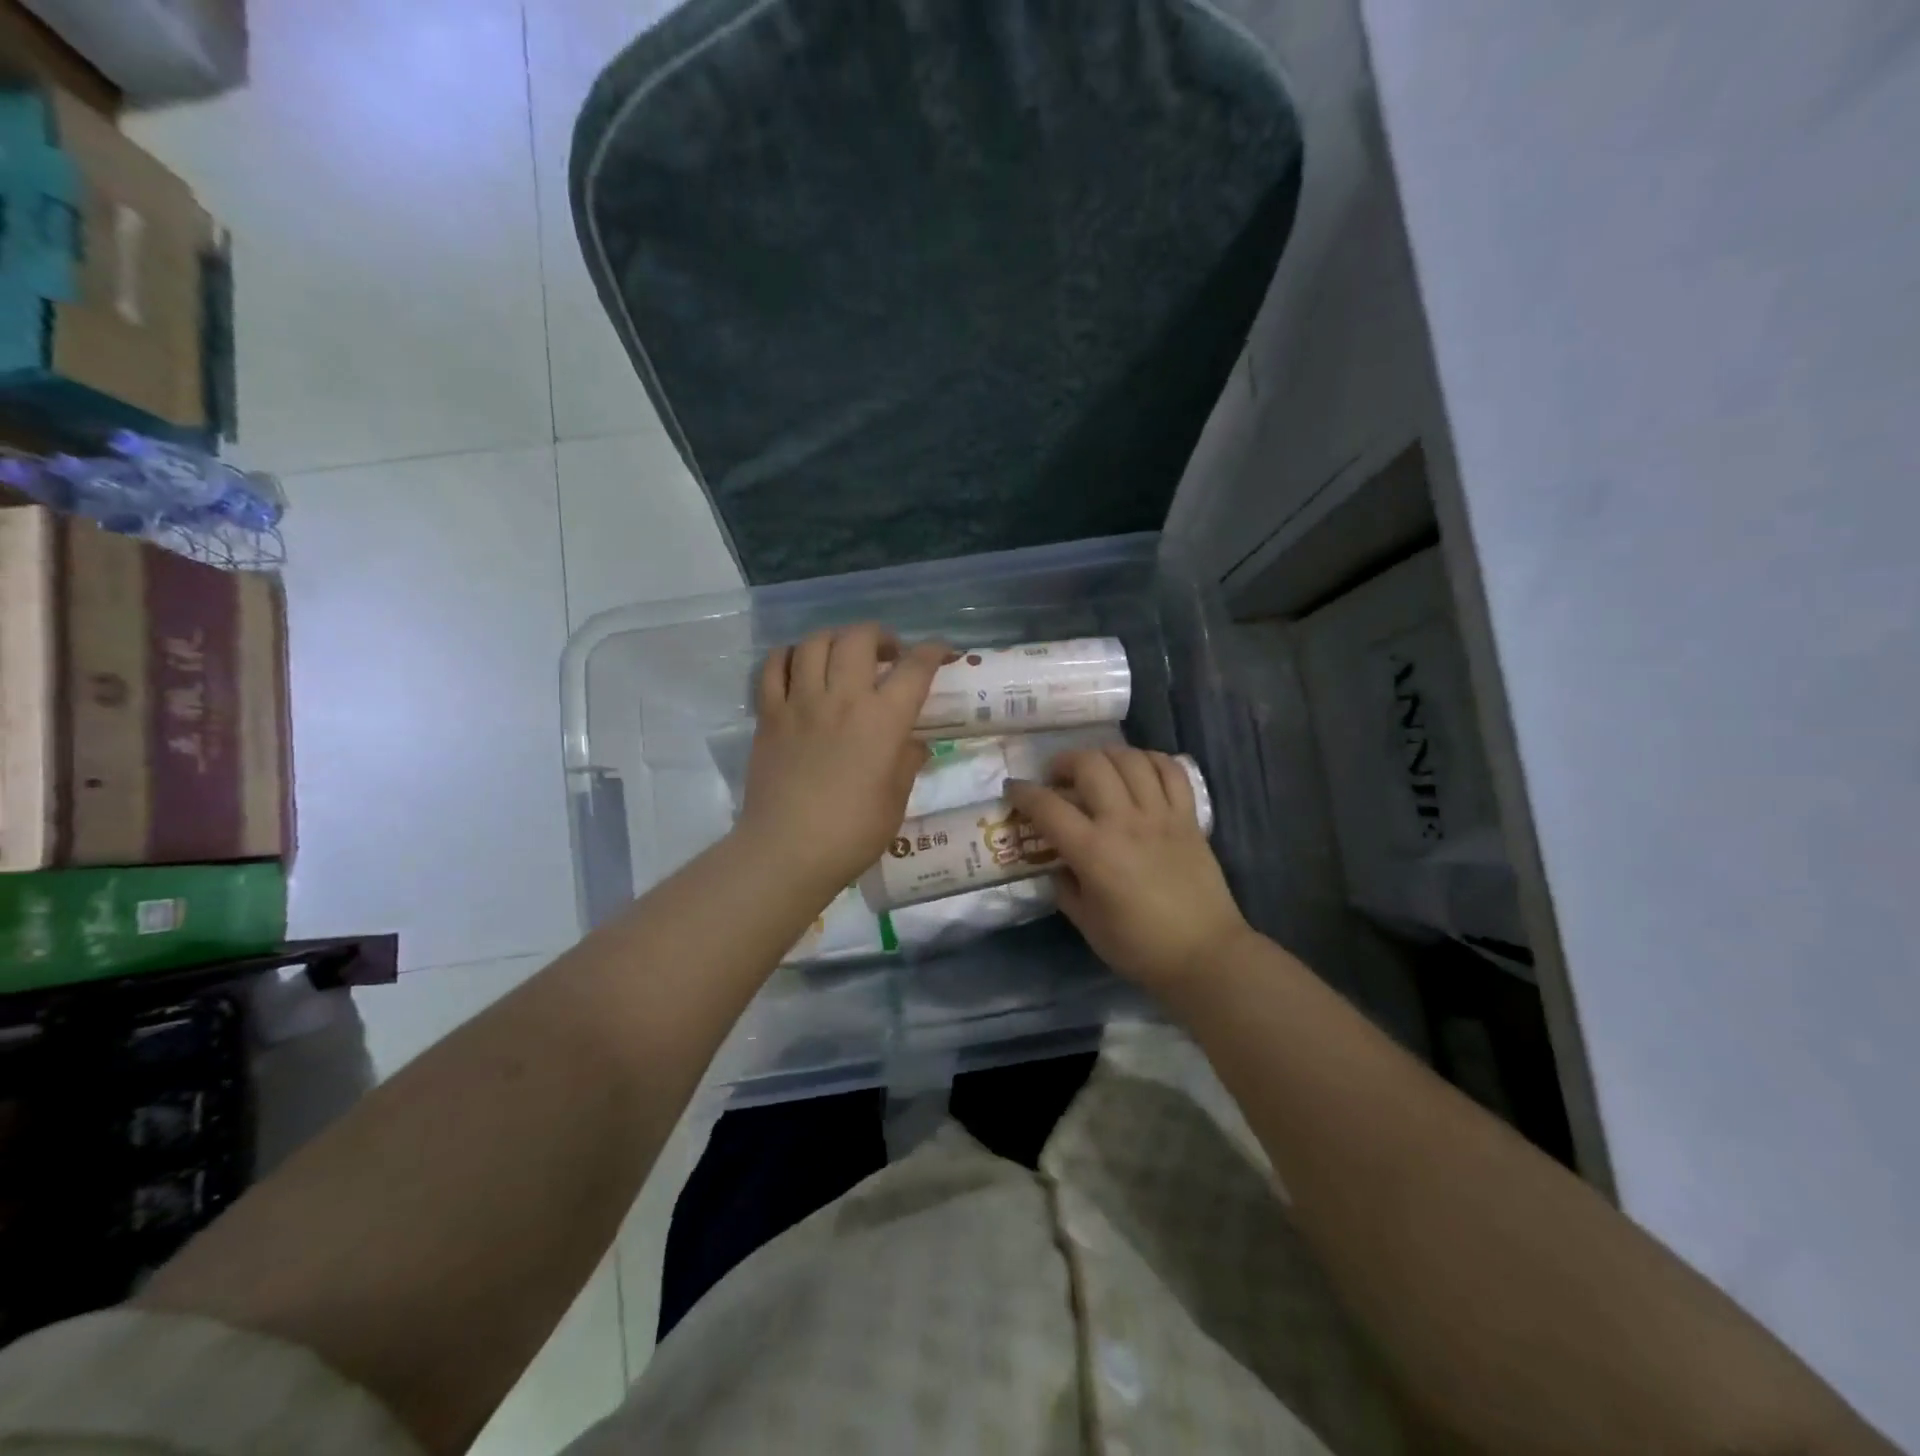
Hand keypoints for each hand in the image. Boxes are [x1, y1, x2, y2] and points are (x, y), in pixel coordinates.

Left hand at [738, 624, 946, 900]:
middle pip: (859, 638)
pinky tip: (800, 666)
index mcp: (882, 720)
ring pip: (815, 642)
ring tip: (842, 657)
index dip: (932, 651)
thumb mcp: (896, 800)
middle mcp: (842, 698)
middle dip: (880, 636)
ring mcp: (800, 702)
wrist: (787, 851)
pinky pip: (773, 666)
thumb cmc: (852, 832)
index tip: (940, 651)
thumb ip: (907, 762)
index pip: (915, 667)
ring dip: (835, 640)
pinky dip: (789, 656)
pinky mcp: (769, 715)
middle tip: (886, 654)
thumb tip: (913, 744)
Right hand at [1006, 747, 1252, 994]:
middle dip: (1064, 762)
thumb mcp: (1087, 923)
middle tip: (1057, 777)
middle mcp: (1125, 822)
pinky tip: (1138, 769)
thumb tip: (1057, 865)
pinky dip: (1150, 760)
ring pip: (1130, 759)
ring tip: (1096, 770)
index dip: (1023, 792)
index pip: (1048, 806)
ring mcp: (1161, 815)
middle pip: (1090, 765)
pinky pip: (1171, 771)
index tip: (1013, 789)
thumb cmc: (1140, 947)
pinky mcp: (1189, 818)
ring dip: (1105, 756)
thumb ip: (1065, 887)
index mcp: (1094, 852)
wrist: (1205, 956)